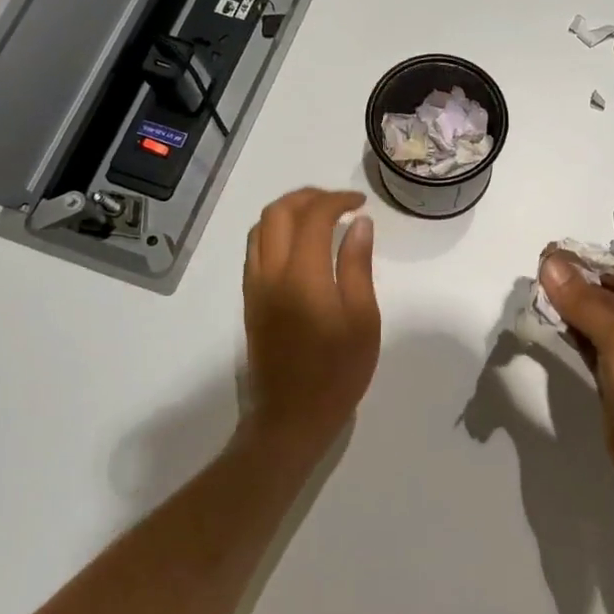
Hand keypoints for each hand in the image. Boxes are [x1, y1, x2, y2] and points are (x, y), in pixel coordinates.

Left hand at [242, 188, 380, 451]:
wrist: (292, 417)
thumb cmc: (338, 371)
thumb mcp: (363, 319)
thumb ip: (358, 266)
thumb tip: (359, 224)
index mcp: (303, 275)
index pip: (313, 216)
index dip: (337, 200)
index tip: (360, 203)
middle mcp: (271, 272)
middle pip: (278, 212)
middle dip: (309, 196)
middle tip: (340, 203)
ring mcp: (255, 286)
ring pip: (260, 227)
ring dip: (288, 211)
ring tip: (320, 217)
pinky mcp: (250, 300)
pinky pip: (256, 249)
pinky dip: (276, 231)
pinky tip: (300, 244)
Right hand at [535, 254, 613, 509]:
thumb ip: (582, 300)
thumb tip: (550, 261)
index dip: (593, 265)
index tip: (551, 260)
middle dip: (579, 287)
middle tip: (538, 278)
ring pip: (603, 322)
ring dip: (574, 311)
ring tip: (538, 297)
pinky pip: (598, 347)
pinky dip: (577, 336)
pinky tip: (552, 326)